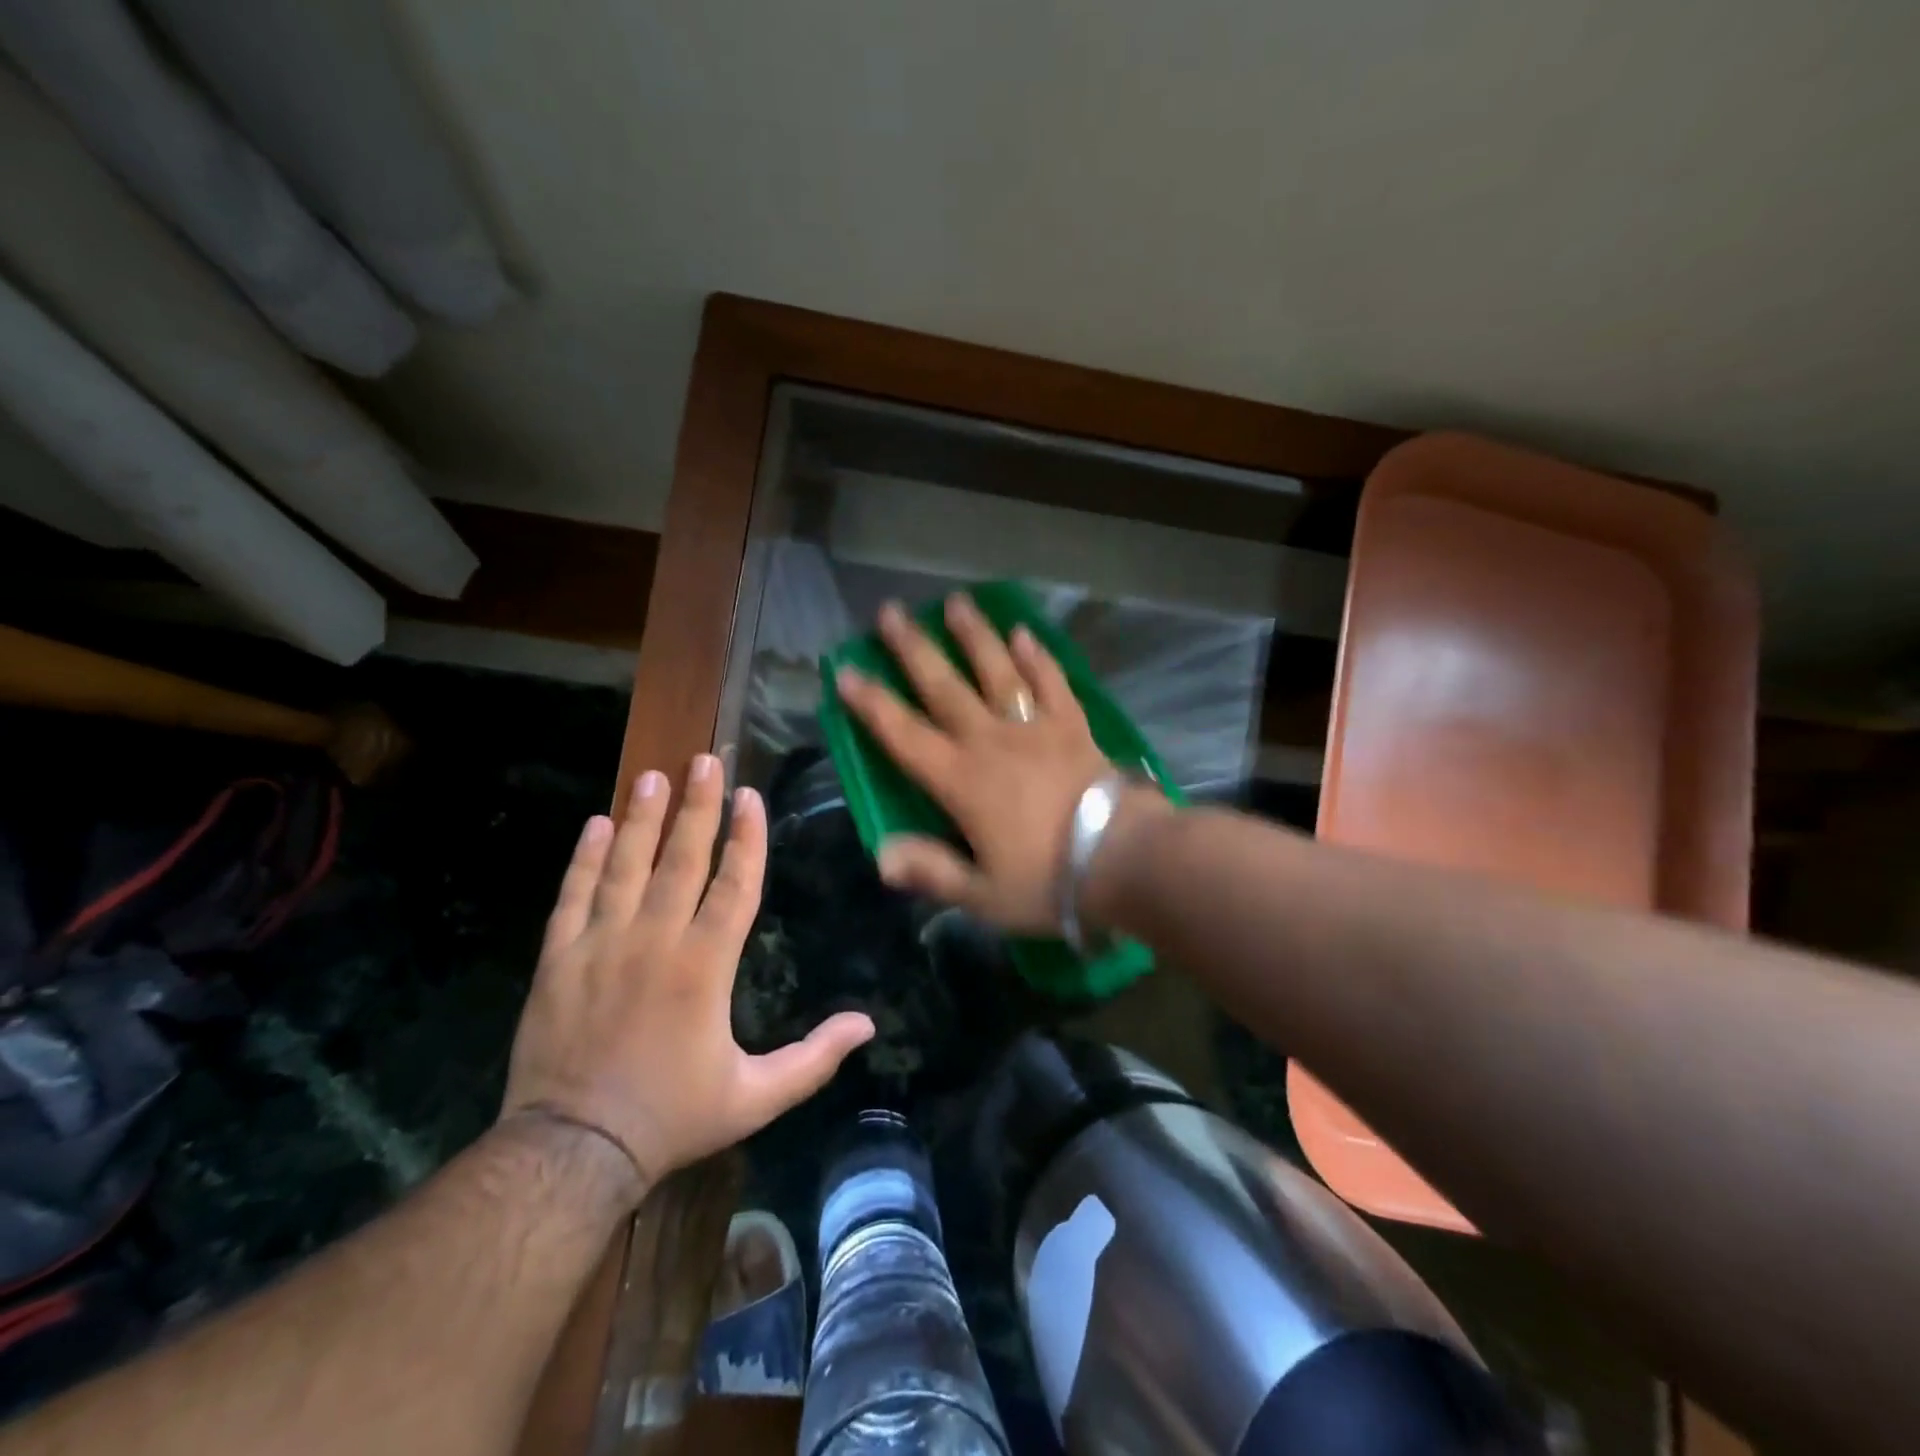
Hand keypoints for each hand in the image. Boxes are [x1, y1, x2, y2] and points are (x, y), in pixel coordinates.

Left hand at [501, 755, 874, 1197]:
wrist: (572, 1152)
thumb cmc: (672, 1118)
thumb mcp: (755, 1098)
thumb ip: (813, 1059)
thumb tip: (868, 1026)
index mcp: (705, 966)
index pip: (734, 884)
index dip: (747, 837)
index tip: (751, 795)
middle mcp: (655, 940)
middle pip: (681, 858)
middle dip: (697, 806)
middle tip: (705, 760)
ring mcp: (601, 945)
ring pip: (625, 865)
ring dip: (642, 818)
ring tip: (654, 776)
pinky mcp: (559, 959)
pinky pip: (573, 895)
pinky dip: (584, 859)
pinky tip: (595, 825)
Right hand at [833, 594, 1118, 933]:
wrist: (1124, 859)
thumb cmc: (1049, 881)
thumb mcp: (983, 894)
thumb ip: (932, 871)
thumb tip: (881, 856)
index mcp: (962, 781)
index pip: (905, 736)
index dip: (872, 705)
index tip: (847, 671)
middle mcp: (991, 741)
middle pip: (945, 687)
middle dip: (914, 649)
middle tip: (892, 612)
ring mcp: (1035, 728)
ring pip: (998, 671)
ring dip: (975, 636)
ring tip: (957, 602)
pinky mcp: (1073, 726)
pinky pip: (1052, 683)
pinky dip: (1038, 657)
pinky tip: (1025, 632)